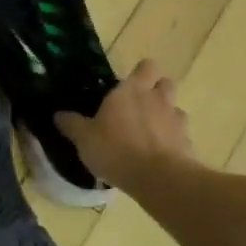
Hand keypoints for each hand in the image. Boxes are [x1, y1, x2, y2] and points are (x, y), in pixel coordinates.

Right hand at [56, 59, 192, 187]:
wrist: (158, 178)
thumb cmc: (116, 149)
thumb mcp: (84, 138)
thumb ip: (72, 124)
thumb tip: (58, 115)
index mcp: (131, 90)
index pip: (146, 67)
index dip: (141, 72)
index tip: (131, 83)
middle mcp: (157, 99)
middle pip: (166, 83)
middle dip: (157, 90)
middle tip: (141, 105)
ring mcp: (176, 121)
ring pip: (176, 109)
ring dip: (166, 116)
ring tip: (151, 133)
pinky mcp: (188, 144)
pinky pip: (181, 136)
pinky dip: (173, 142)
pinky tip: (160, 155)